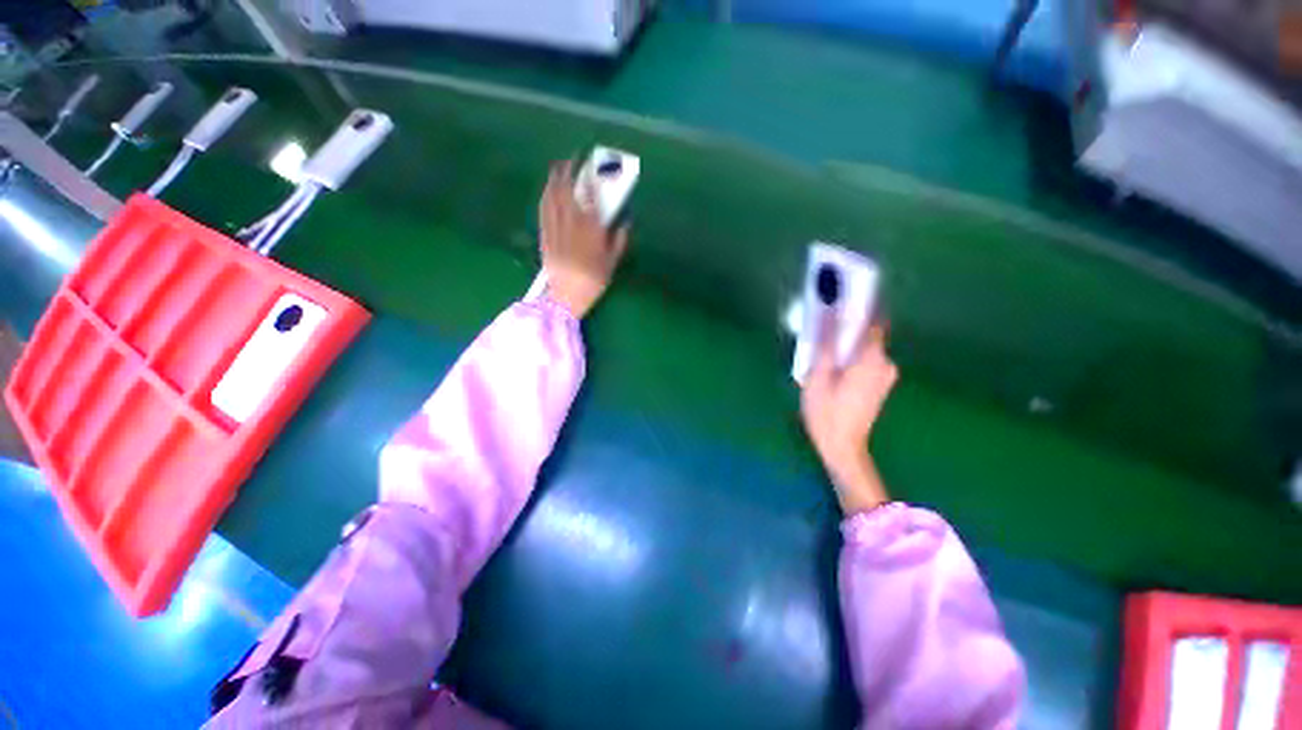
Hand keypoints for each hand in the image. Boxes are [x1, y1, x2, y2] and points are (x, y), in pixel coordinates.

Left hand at [538, 161, 628, 318]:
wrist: (567, 295)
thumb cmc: (593, 280)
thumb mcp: (611, 263)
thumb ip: (619, 241)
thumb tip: (624, 223)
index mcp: (590, 229)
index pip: (590, 196)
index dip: (589, 178)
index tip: (591, 166)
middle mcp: (571, 223)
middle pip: (567, 190)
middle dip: (568, 172)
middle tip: (571, 159)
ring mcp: (555, 228)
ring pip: (552, 198)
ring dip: (555, 180)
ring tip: (558, 167)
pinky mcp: (544, 235)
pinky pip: (543, 210)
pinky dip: (545, 196)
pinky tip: (546, 190)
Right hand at [800, 317, 898, 513]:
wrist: (842, 447)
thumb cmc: (826, 411)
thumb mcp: (818, 375)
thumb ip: (825, 342)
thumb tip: (829, 312)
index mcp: (872, 358)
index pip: (872, 320)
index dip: (858, 305)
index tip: (841, 295)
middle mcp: (885, 363)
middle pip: (866, 334)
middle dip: (845, 326)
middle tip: (820, 325)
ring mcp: (884, 375)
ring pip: (864, 348)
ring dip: (845, 343)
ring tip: (820, 348)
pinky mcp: (879, 384)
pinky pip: (864, 360)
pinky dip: (849, 356)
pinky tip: (830, 366)